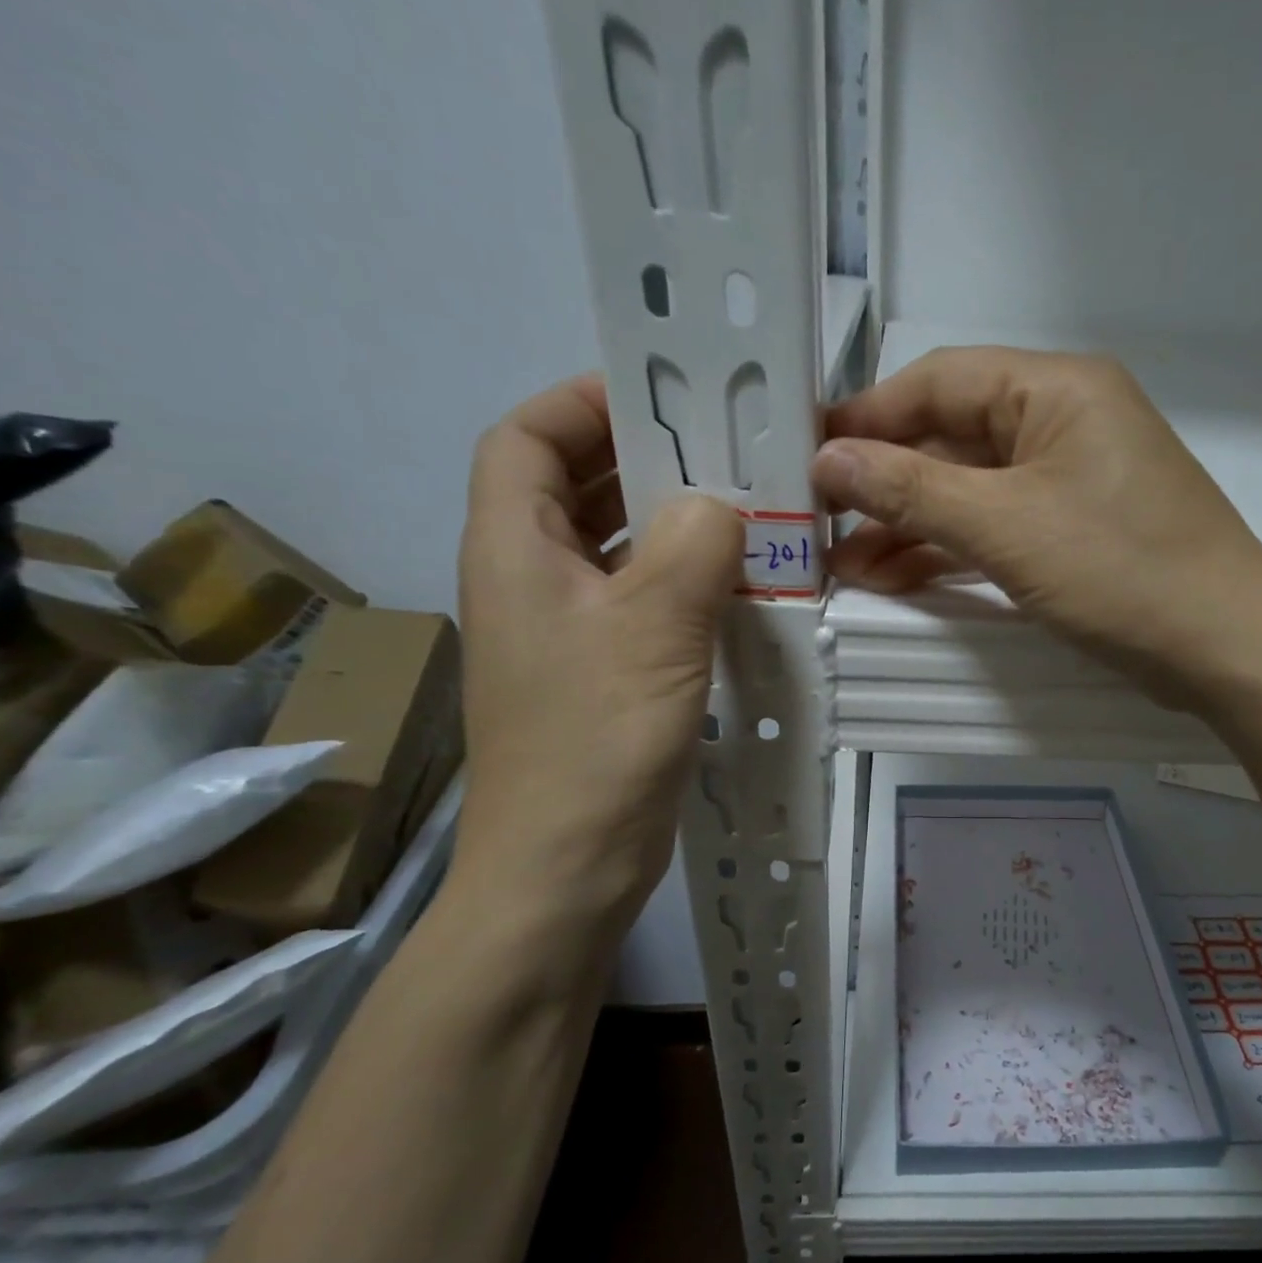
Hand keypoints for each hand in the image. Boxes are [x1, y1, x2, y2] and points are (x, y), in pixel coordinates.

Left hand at [455, 375, 741, 935]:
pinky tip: (740, 589)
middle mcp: (532, 582)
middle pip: (574, 488)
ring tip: (745, 512)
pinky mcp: (602, 675)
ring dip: (671, 524)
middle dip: (643, 459)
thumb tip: (720, 505)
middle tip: (725, 451)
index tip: (661, 397)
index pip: (526, 439)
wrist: (569, 866)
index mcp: (516, 551)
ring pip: (615, 549)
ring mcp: (568, 633)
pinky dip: (685, 583)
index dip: (581, 403)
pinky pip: (642, 602)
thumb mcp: (652, 630)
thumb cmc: (596, 742)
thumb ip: (692, 548)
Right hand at [815, 346, 1261, 709]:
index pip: (938, 382)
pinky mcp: (1073, 530)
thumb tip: (826, 460)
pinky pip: (996, 527)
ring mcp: (1069, 480)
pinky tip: (897, 578)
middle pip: (950, 439)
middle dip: (884, 484)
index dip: (868, 419)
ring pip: (969, 491)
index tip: (805, 459)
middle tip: (817, 525)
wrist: (1225, 650)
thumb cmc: (1120, 571)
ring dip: (910, 526)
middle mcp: (1061, 422)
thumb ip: (911, 491)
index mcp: (1054, 389)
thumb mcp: (1005, 527)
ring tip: (846, 566)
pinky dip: (950, 550)